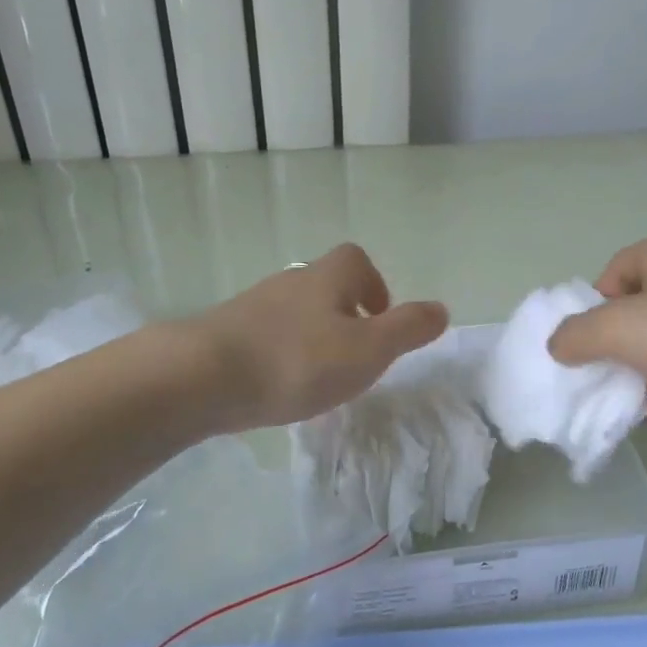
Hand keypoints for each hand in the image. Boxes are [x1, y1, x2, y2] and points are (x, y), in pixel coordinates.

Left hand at [191, 243, 447, 430]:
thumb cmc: (297, 361)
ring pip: (294, 312)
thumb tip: (441, 309)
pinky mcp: (226, 333)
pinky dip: (282, 353)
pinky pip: (266, 335)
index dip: (373, 285)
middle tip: (354, 355)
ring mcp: (253, 306)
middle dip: (344, 314)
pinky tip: (280, 386)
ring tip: (319, 377)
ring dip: (312, 336)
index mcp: (328, 278)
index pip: (355, 260)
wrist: (204, 377)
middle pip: (324, 285)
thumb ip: (407, 329)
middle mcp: (291, 282)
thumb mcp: (367, 349)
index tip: (379, 321)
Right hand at [547, 232, 646, 414]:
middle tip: (599, 377)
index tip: (587, 344)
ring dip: (638, 373)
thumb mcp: (618, 328)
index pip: (612, 275)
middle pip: (635, 311)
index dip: (592, 309)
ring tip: (622, 403)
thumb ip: (576, 335)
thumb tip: (559, 346)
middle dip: (613, 347)